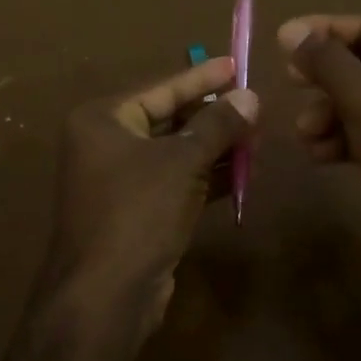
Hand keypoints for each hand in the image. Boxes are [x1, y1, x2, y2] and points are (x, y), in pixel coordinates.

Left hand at [36, 55, 257, 345]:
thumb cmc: (138, 213)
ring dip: (215, 147)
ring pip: (175, 153)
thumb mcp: (182, 162)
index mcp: (102, 120)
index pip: (160, 87)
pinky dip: (206, 177)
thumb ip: (217, 126)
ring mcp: (119, 180)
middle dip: (213, 116)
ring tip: (257, 137)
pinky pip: (176, 182)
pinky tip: (243, 173)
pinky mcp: (136, 211)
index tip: (236, 64)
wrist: (105, 296)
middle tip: (255, 105)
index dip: (201, 77)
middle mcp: (105, 144)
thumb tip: (250, 96)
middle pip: (168, 118)